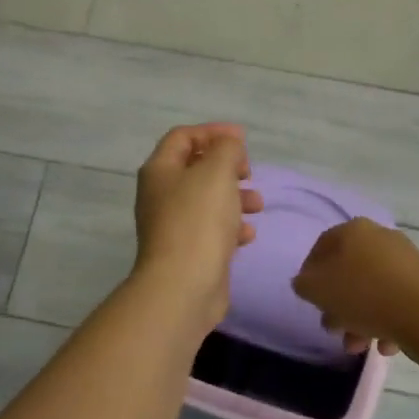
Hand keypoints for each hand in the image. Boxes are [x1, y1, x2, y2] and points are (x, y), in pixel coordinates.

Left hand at [132, 124, 263, 331]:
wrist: (183, 286)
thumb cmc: (198, 220)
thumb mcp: (217, 171)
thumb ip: (226, 149)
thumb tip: (229, 146)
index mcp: (160, 170)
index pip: (183, 137)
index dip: (212, 131)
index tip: (242, 139)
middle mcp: (160, 194)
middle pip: (195, 168)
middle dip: (226, 166)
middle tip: (248, 172)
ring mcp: (172, 225)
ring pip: (206, 199)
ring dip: (234, 196)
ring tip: (258, 204)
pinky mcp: (186, 251)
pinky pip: (211, 229)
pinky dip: (231, 226)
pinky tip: (248, 234)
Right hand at [291, 218, 418, 357]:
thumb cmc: (365, 296)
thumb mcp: (319, 290)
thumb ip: (304, 284)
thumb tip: (306, 282)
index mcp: (353, 231)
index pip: (322, 247)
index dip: (310, 273)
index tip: (309, 300)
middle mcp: (379, 237)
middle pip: (348, 271)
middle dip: (338, 304)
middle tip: (333, 328)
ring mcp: (405, 260)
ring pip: (372, 290)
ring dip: (359, 319)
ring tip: (357, 347)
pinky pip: (395, 301)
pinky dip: (386, 322)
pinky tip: (385, 345)